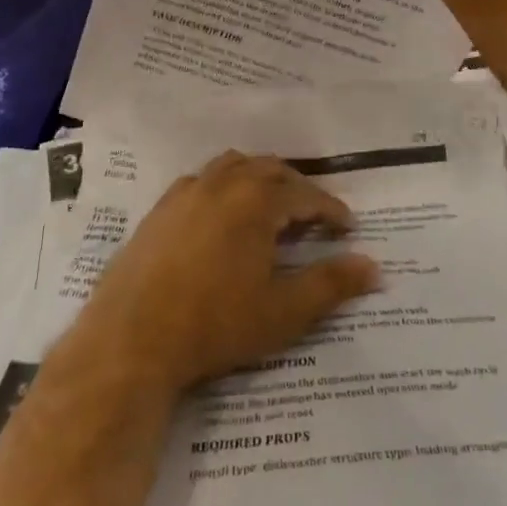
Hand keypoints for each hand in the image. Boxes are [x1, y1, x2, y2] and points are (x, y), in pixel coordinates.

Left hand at [70, 153, 381, 393]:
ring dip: (259, 180)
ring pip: (234, 166)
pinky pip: (202, 181)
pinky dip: (224, 187)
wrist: (131, 339)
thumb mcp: (283, 312)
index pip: (306, 195)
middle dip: (297, 189)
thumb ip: (331, 285)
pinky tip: (221, 215)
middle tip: (312, 216)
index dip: (331, 210)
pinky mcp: (161, 207)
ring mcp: (188, 190)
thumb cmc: (215, 324)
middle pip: (271, 170)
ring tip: (270, 207)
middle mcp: (224, 182)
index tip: (347, 227)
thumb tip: (374, 266)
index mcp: (258, 200)